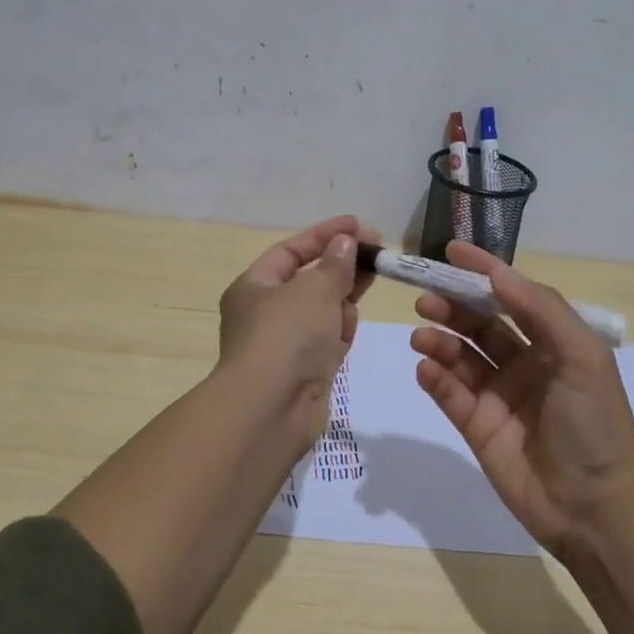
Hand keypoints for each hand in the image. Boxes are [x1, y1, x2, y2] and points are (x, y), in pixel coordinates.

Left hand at [218, 215, 378, 450]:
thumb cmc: (286, 335)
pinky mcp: (305, 369)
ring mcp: (285, 343)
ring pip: (322, 309)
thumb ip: (335, 264)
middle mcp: (265, 312)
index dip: (324, 235)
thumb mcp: (314, 289)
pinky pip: (327, 338)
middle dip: (341, 265)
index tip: (358, 224)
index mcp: (254, 286)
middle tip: (379, 250)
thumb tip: (345, 243)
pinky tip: (350, 324)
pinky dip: (340, 329)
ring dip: (343, 296)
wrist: (271, 408)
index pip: (291, 251)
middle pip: (310, 279)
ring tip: (370, 282)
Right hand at [410, 241, 633, 559]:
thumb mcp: (581, 355)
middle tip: (425, 299)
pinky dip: (435, 378)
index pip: (512, 296)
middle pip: (480, 323)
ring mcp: (498, 395)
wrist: (594, 507)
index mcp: (553, 342)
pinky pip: (450, 393)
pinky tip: (426, 370)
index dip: (483, 272)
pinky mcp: (477, 426)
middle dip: (452, 306)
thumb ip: (541, 309)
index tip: (450, 252)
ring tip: (422, 336)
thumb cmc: (595, 423)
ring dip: (439, 340)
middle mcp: (524, 363)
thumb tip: (498, 273)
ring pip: (460, 356)